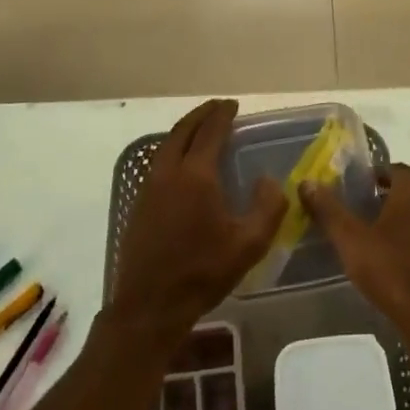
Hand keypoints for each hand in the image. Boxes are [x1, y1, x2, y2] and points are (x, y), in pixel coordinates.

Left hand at [110, 99, 286, 348]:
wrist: (150, 304)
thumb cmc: (203, 272)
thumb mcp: (249, 245)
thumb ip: (268, 207)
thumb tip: (269, 180)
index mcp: (196, 175)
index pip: (210, 132)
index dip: (223, 115)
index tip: (233, 105)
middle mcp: (169, 171)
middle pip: (183, 130)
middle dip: (202, 114)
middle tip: (219, 108)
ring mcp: (149, 186)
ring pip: (166, 144)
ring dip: (185, 130)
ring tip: (202, 129)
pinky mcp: (140, 202)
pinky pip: (158, 161)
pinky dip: (173, 148)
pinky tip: (183, 162)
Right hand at [302, 164, 409, 335]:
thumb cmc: (393, 272)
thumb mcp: (351, 240)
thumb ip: (329, 210)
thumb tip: (307, 183)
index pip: (392, 169)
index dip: (370, 177)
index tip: (351, 190)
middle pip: (407, 190)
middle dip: (384, 197)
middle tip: (357, 212)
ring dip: (400, 219)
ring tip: (373, 236)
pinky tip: (395, 258)